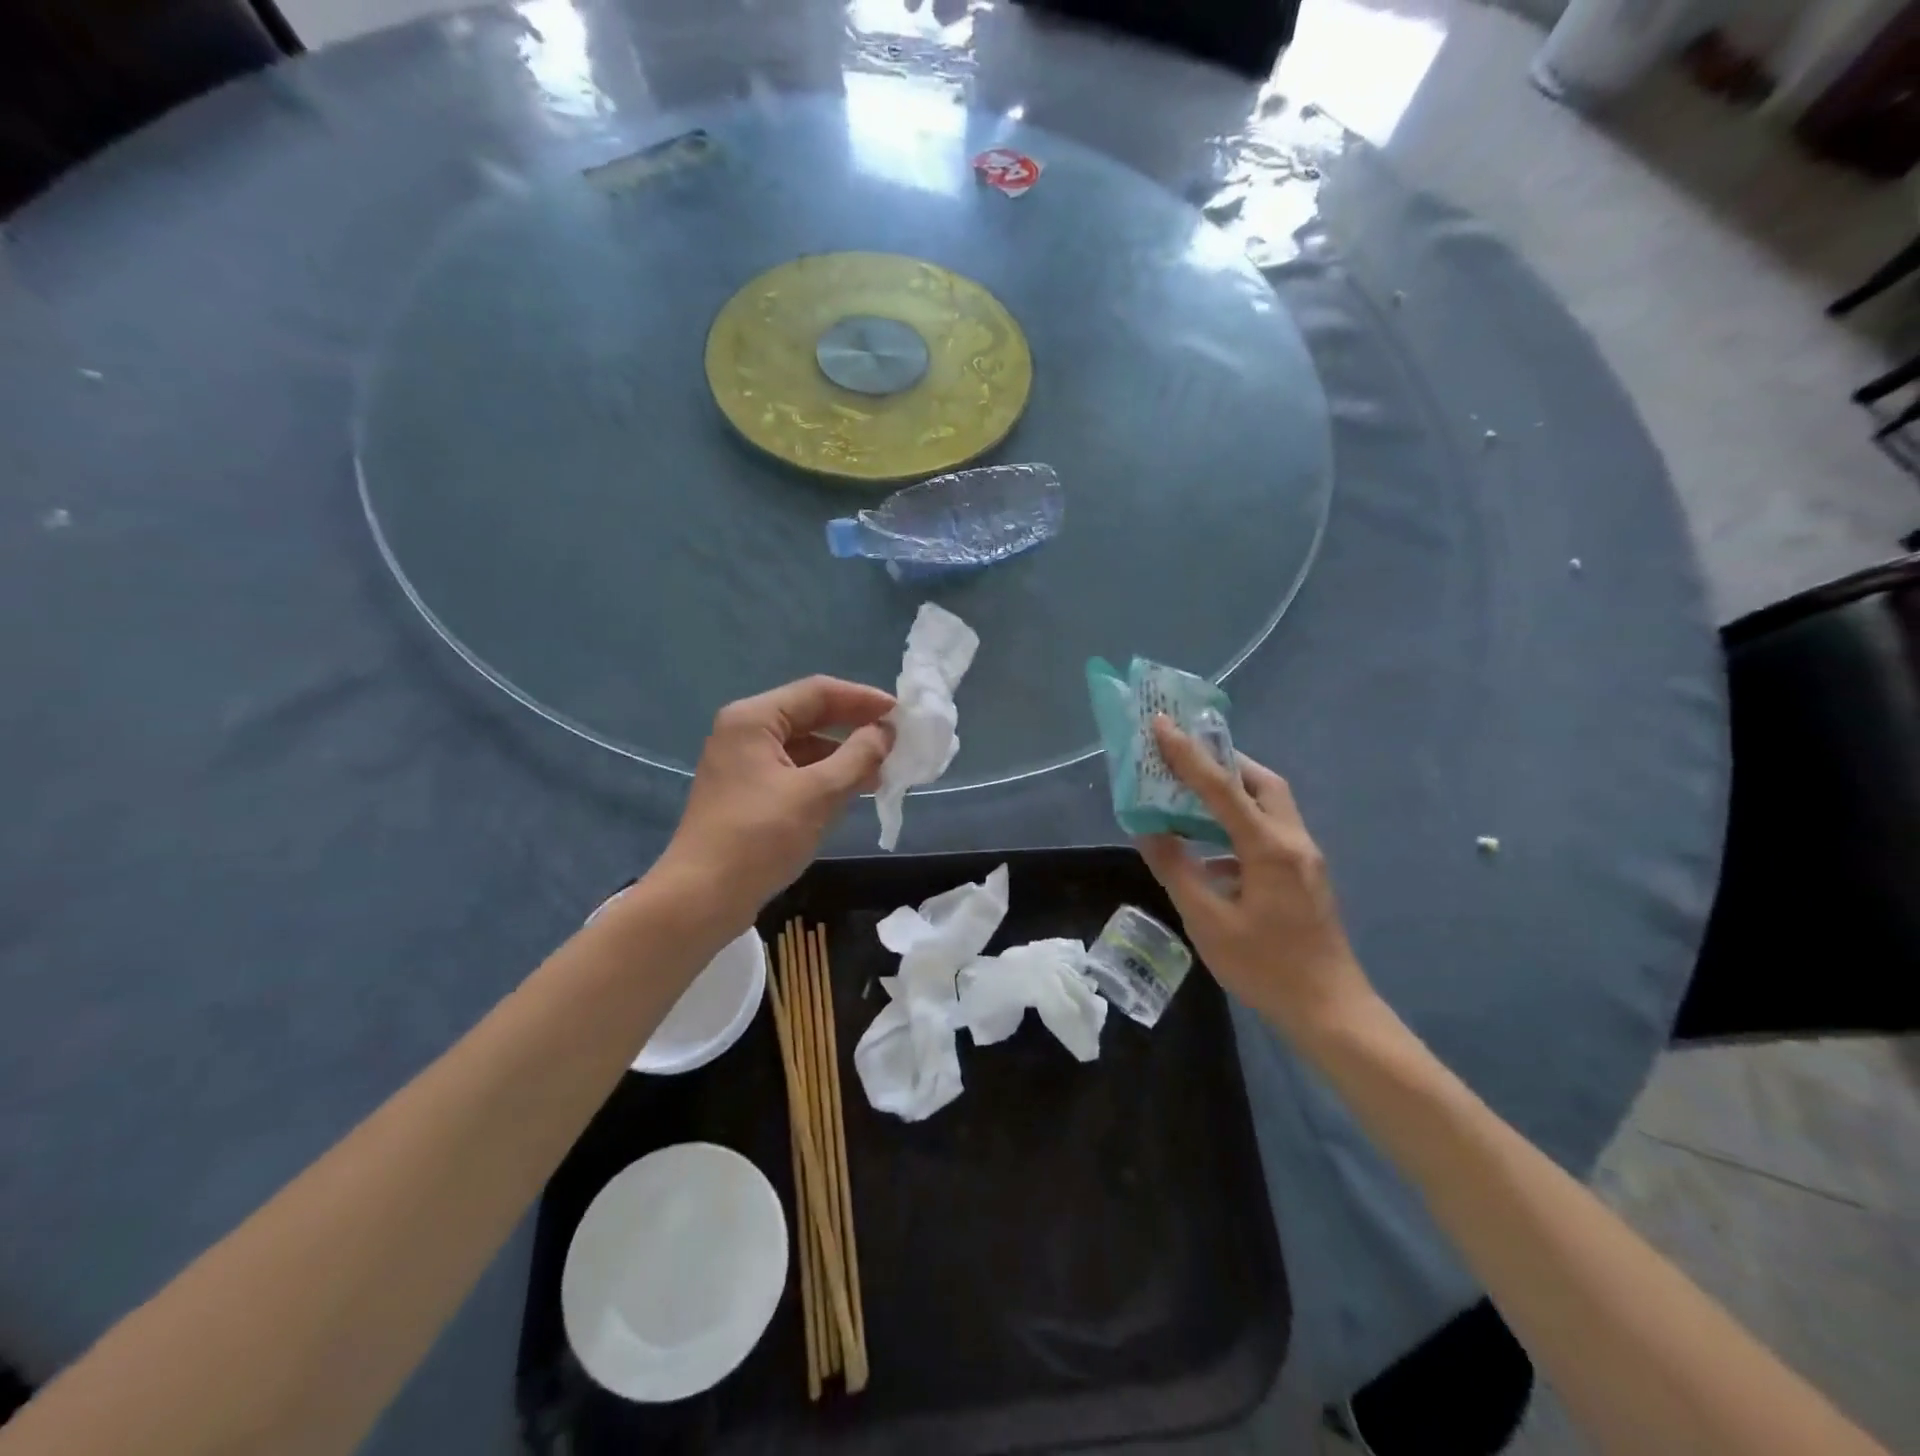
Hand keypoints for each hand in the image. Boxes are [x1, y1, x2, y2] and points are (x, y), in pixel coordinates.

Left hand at [658, 676, 895, 922]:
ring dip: (843, 755)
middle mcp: (744, 731)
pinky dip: (824, 776)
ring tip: (883, 770)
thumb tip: (885, 733)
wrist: (702, 898)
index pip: (818, 692)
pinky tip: (852, 791)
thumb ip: (858, 756)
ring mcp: (742, 763)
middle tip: (897, 740)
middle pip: (810, 716)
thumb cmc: (760, 838)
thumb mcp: (819, 793)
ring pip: (803, 746)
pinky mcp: (745, 792)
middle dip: (854, 727)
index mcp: (754, 719)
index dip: (864, 699)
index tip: (902, 714)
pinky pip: (793, 771)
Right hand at [1136, 717, 1374, 1042]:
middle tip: (1185, 756)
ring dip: (1232, 792)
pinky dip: (1238, 825)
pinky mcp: (1305, 875)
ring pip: (1269, 805)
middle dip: (1223, 762)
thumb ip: (1176, 869)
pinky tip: (1210, 849)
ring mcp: (1304, 858)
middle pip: (1261, 782)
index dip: (1188, 754)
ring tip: (1191, 793)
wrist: (1330, 1010)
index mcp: (1269, 847)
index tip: (1161, 723)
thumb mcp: (1207, 921)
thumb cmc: (1266, 966)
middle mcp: (1293, 841)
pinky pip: (1269, 831)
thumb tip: (1147, 831)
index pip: (1222, 788)